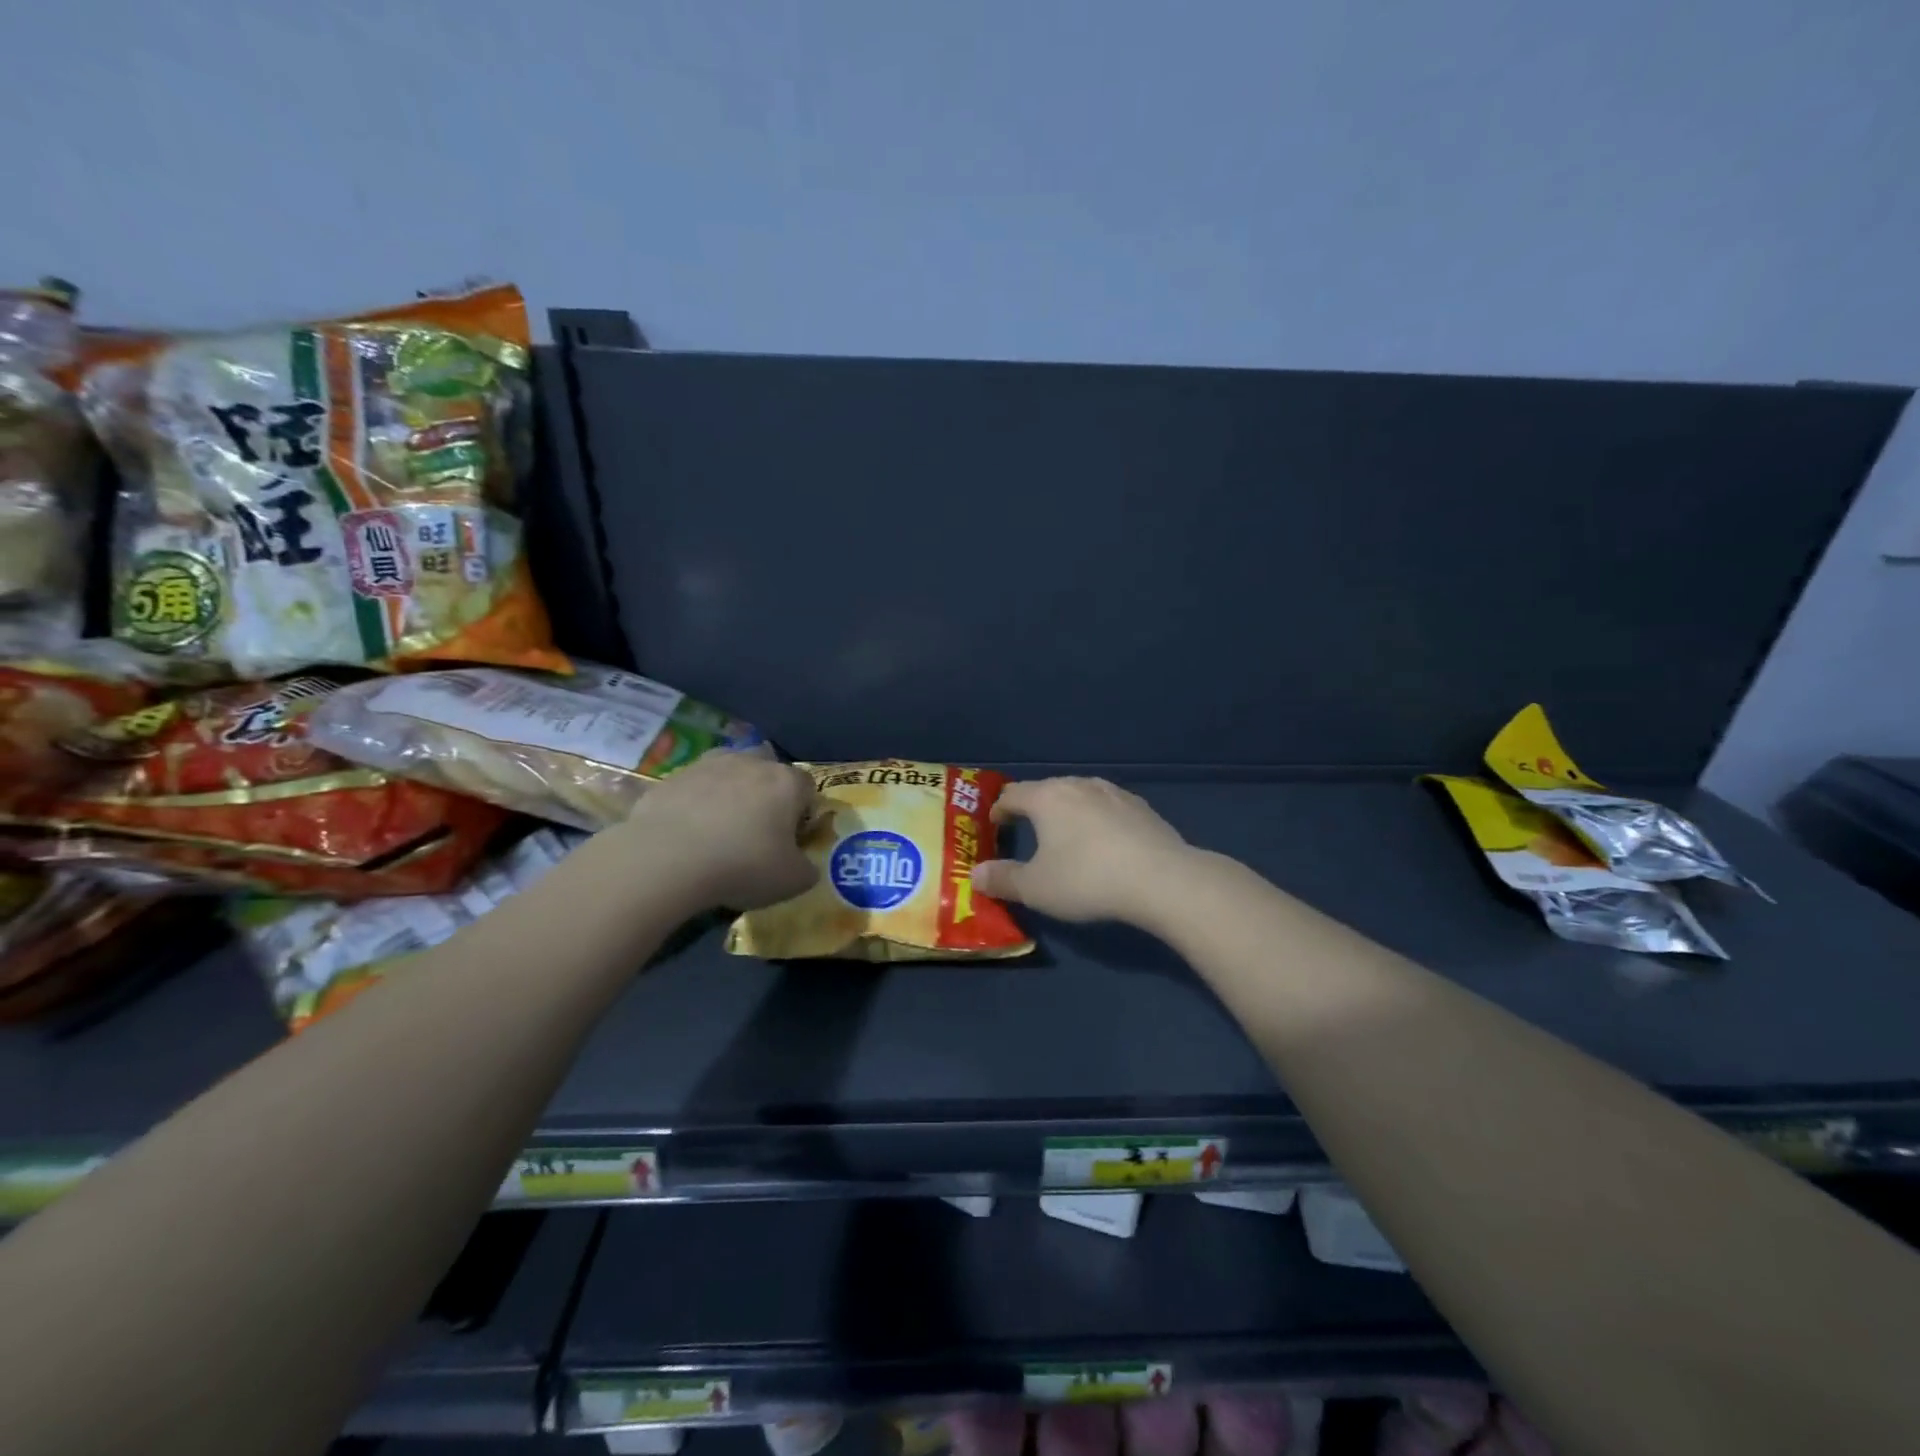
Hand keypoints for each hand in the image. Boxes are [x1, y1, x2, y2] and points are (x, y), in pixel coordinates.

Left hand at [621, 751, 818, 909]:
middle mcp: (751, 763)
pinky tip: (686, 832)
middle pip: (768, 767)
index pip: (808, 787)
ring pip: (728, 769)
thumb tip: (804, 866)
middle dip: (766, 790)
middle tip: (757, 827)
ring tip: (719, 826)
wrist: (666, 860)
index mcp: (786, 782)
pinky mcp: (671, 777)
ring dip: (729, 790)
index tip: (792, 838)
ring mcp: (708, 765)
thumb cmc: (743, 866)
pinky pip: (692, 786)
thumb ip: (806, 869)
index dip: (803, 812)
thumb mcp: (792, 882)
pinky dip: (694, 802)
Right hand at [972, 777, 1196, 925]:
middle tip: (1027, 829)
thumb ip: (1003, 879)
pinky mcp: (1142, 807)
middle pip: (1046, 789)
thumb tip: (976, 874)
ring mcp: (1114, 793)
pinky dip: (1097, 819)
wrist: (1161, 879)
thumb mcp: (1036, 888)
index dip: (999, 809)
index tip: (995, 824)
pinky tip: (1104, 841)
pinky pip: (1108, 807)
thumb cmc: (1086, 879)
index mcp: (1046, 797)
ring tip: (1066, 833)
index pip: (1012, 794)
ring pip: (1080, 795)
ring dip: (1068, 811)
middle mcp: (1078, 785)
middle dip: (1033, 807)